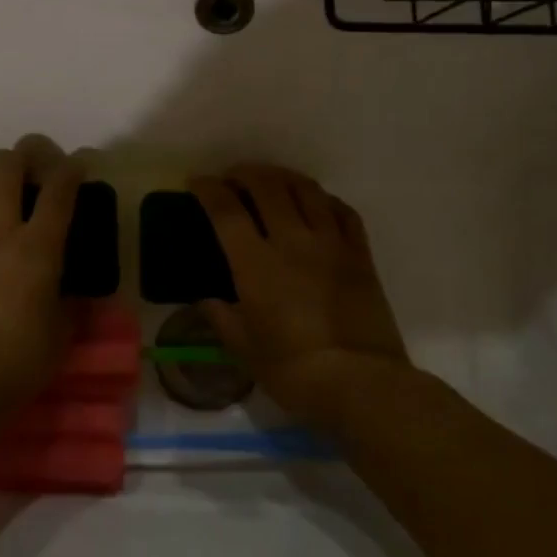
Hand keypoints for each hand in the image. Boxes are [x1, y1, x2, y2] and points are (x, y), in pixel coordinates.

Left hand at [0, 134, 82, 403]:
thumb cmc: (20, 358)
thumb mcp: (62, 336)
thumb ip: (72, 311)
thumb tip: (79, 302)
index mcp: (38, 246)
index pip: (59, 191)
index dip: (71, 169)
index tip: (78, 163)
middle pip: (3, 170)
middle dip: (17, 156)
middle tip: (25, 164)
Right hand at [190, 164, 408, 428]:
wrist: (360, 383)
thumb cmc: (292, 371)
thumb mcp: (245, 348)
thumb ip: (222, 318)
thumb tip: (207, 301)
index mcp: (256, 264)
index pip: (226, 210)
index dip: (208, 190)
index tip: (196, 182)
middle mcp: (292, 241)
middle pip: (267, 186)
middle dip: (245, 173)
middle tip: (233, 178)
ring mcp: (330, 244)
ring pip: (306, 190)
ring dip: (283, 177)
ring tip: (271, 180)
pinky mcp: (360, 254)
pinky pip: (343, 211)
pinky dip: (324, 199)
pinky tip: (316, 203)